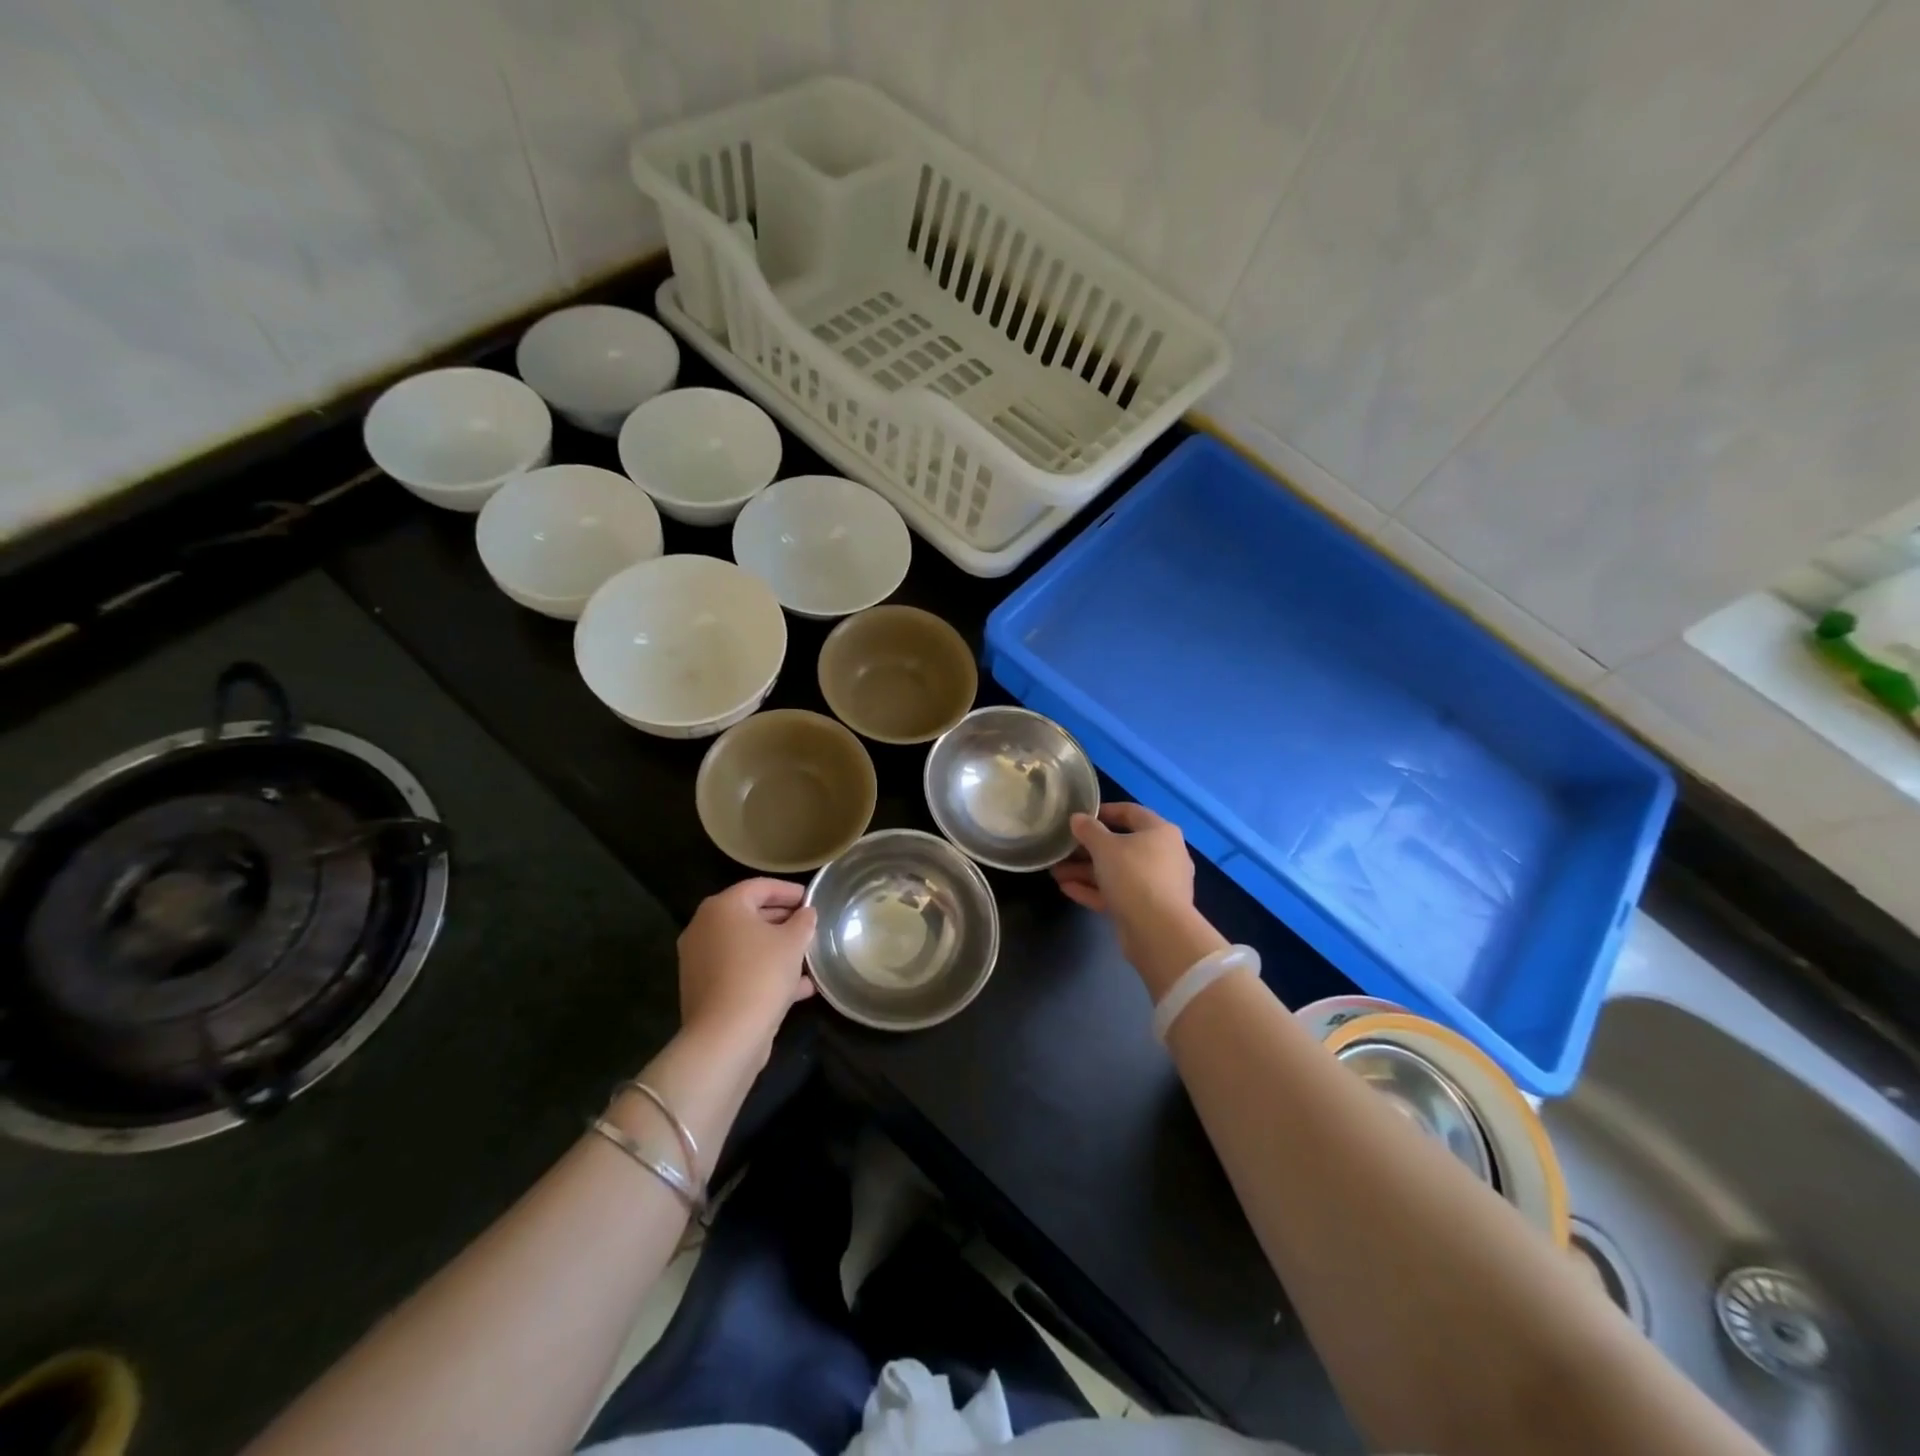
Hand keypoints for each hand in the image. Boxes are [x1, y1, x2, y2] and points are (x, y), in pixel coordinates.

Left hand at [677, 879, 816, 1058]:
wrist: (726, 1036)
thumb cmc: (761, 975)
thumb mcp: (793, 942)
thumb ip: (803, 921)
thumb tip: (806, 913)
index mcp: (722, 907)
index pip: (759, 887)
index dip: (789, 890)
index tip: (811, 899)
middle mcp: (704, 928)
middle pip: (749, 915)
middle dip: (782, 920)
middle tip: (809, 925)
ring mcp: (700, 960)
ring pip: (745, 946)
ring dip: (776, 948)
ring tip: (808, 955)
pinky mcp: (704, 988)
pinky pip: (739, 970)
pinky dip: (764, 972)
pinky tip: (799, 987)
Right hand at [1052, 803, 1225, 999]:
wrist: (1158, 931)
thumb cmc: (1134, 876)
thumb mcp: (1105, 847)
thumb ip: (1089, 830)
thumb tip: (1077, 818)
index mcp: (1160, 832)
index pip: (1131, 812)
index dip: (1104, 811)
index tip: (1080, 816)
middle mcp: (1163, 855)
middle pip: (1121, 846)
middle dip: (1087, 849)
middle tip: (1062, 850)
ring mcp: (1156, 885)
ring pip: (1116, 872)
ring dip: (1086, 871)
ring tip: (1056, 872)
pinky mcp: (1147, 909)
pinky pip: (1118, 893)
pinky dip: (1095, 890)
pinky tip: (1067, 888)